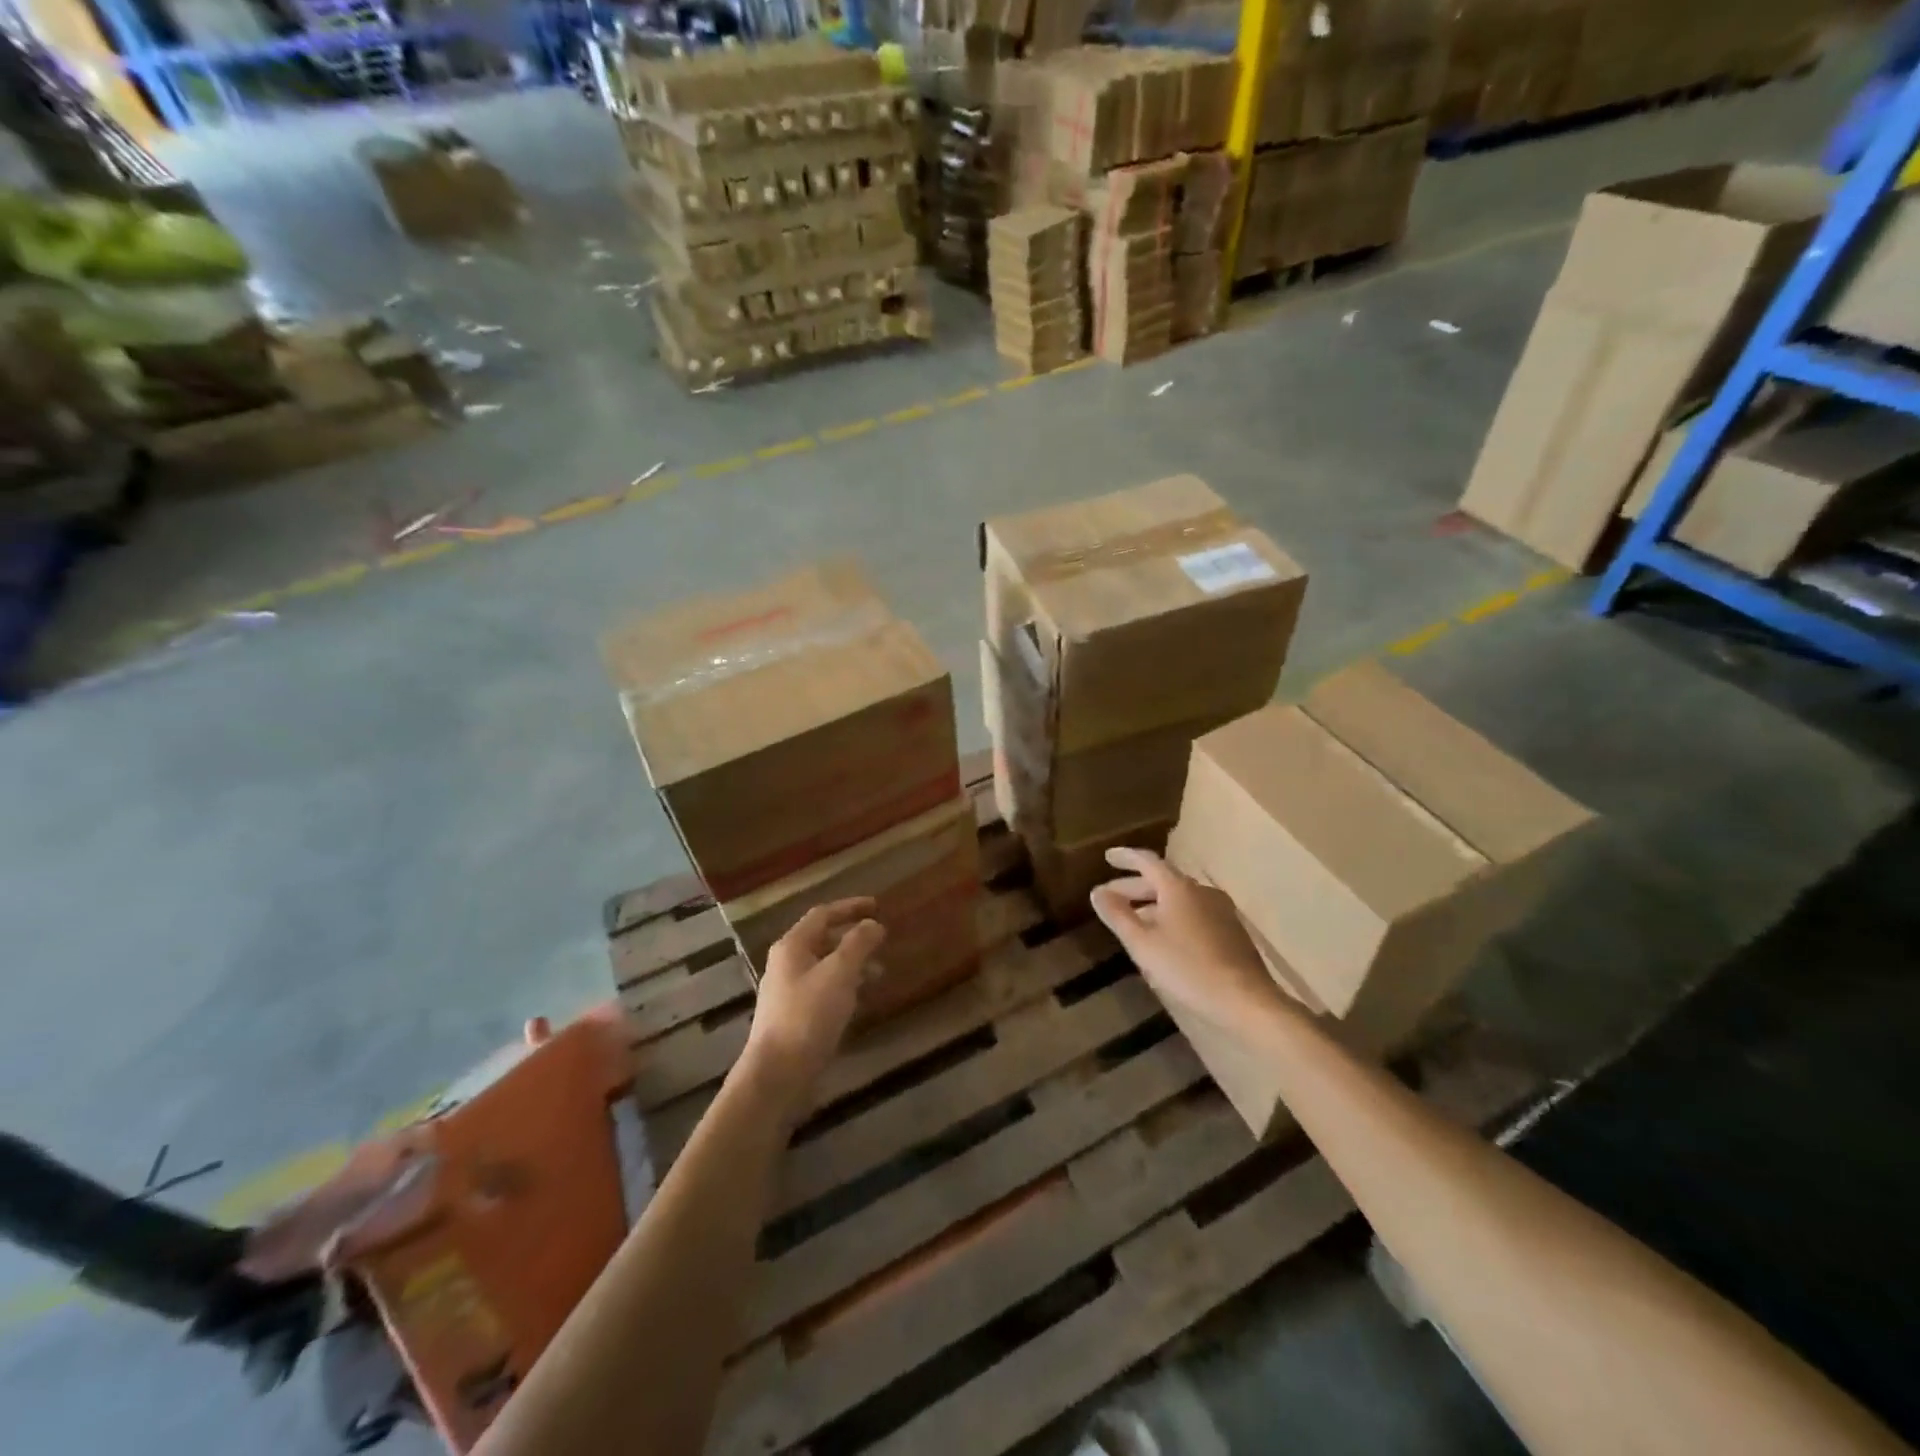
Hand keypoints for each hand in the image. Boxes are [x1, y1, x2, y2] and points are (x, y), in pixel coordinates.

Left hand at [743, 897, 885, 1107]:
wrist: (777, 1075)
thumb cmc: (808, 1016)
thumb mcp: (839, 974)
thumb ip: (858, 945)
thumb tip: (873, 924)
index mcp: (792, 946)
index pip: (823, 914)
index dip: (850, 907)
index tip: (877, 906)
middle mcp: (787, 964)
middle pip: (823, 939)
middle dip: (854, 937)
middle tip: (882, 940)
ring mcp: (789, 991)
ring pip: (825, 966)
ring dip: (852, 963)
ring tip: (880, 972)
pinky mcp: (795, 1016)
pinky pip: (824, 989)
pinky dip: (845, 985)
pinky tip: (861, 999)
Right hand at [1091, 848, 1288, 1027]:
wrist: (1245, 1000)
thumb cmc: (1186, 968)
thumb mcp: (1142, 944)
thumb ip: (1117, 915)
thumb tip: (1097, 892)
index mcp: (1178, 887)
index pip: (1146, 861)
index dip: (1125, 858)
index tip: (1108, 857)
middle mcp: (1201, 891)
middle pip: (1163, 880)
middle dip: (1134, 887)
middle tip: (1110, 897)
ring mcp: (1220, 910)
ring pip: (1178, 899)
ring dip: (1153, 904)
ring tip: (1133, 921)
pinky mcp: (1231, 931)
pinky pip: (1193, 913)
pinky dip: (1172, 917)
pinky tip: (1164, 938)